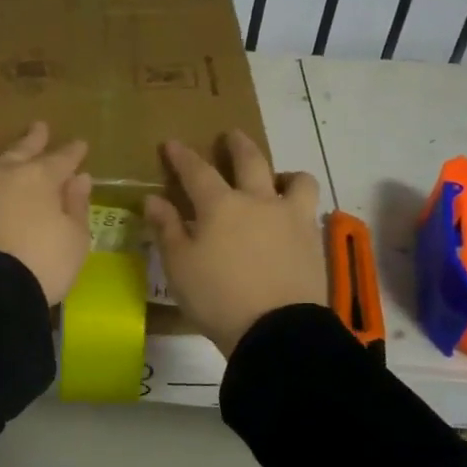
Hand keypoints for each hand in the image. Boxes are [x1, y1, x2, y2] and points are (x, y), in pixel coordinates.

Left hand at [0, 123, 92, 304]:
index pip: (61, 161)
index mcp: (40, 181)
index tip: (80, 144)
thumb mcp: (75, 240)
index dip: (72, 153)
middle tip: (39, 126)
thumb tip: (79, 178)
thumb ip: (76, 207)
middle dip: (32, 140)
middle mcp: (2, 176)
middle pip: (20, 152)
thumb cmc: (42, 266)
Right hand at [145, 130, 325, 356]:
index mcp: (221, 206)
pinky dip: (299, 206)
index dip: (182, 156)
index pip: (197, 171)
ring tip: (277, 179)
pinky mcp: (313, 241)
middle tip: (231, 136)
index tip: (172, 143)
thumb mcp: (179, 266)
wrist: (277, 330)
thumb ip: (167, 229)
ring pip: (296, 180)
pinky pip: (310, 211)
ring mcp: (291, 219)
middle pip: (251, 160)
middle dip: (237, 145)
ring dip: (283, 173)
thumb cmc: (217, 298)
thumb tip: (153, 199)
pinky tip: (291, 219)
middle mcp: (259, 201)